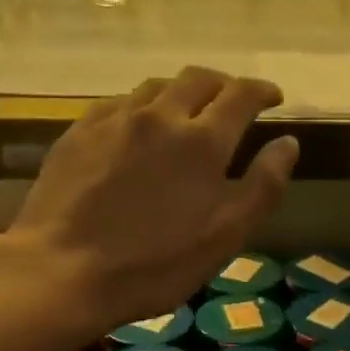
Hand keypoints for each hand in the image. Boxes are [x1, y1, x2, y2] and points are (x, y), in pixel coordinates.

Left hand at [4, 67, 299, 329]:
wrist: (61, 271)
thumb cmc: (155, 264)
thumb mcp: (226, 236)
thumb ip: (263, 186)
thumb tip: (288, 142)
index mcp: (202, 141)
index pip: (241, 95)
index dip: (262, 91)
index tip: (273, 97)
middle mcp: (160, 116)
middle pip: (198, 79)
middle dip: (223, 84)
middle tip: (233, 102)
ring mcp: (114, 120)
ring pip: (156, 87)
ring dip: (181, 93)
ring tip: (187, 113)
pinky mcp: (79, 132)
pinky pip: (119, 103)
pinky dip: (142, 108)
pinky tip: (138, 129)